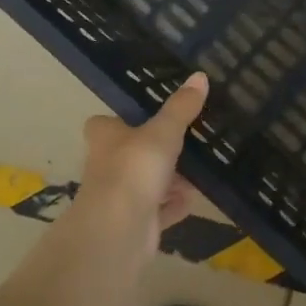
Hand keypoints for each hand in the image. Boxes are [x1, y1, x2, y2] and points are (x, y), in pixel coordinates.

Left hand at [71, 72, 207, 256]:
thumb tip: (199, 75)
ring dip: (171, 180)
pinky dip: (173, 205)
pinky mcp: (136, 222)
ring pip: (148, 182)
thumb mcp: (163, 132)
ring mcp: (121, 195)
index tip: (151, 117)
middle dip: (160, 152)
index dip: (126, 120)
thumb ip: (181, 108)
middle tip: (189, 143)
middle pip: (134, 153)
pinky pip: (159, 209)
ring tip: (198, 173)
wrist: (119, 230)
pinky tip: (192, 201)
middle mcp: (108, 164)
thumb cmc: (134, 169)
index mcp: (105, 137)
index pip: (106, 123)